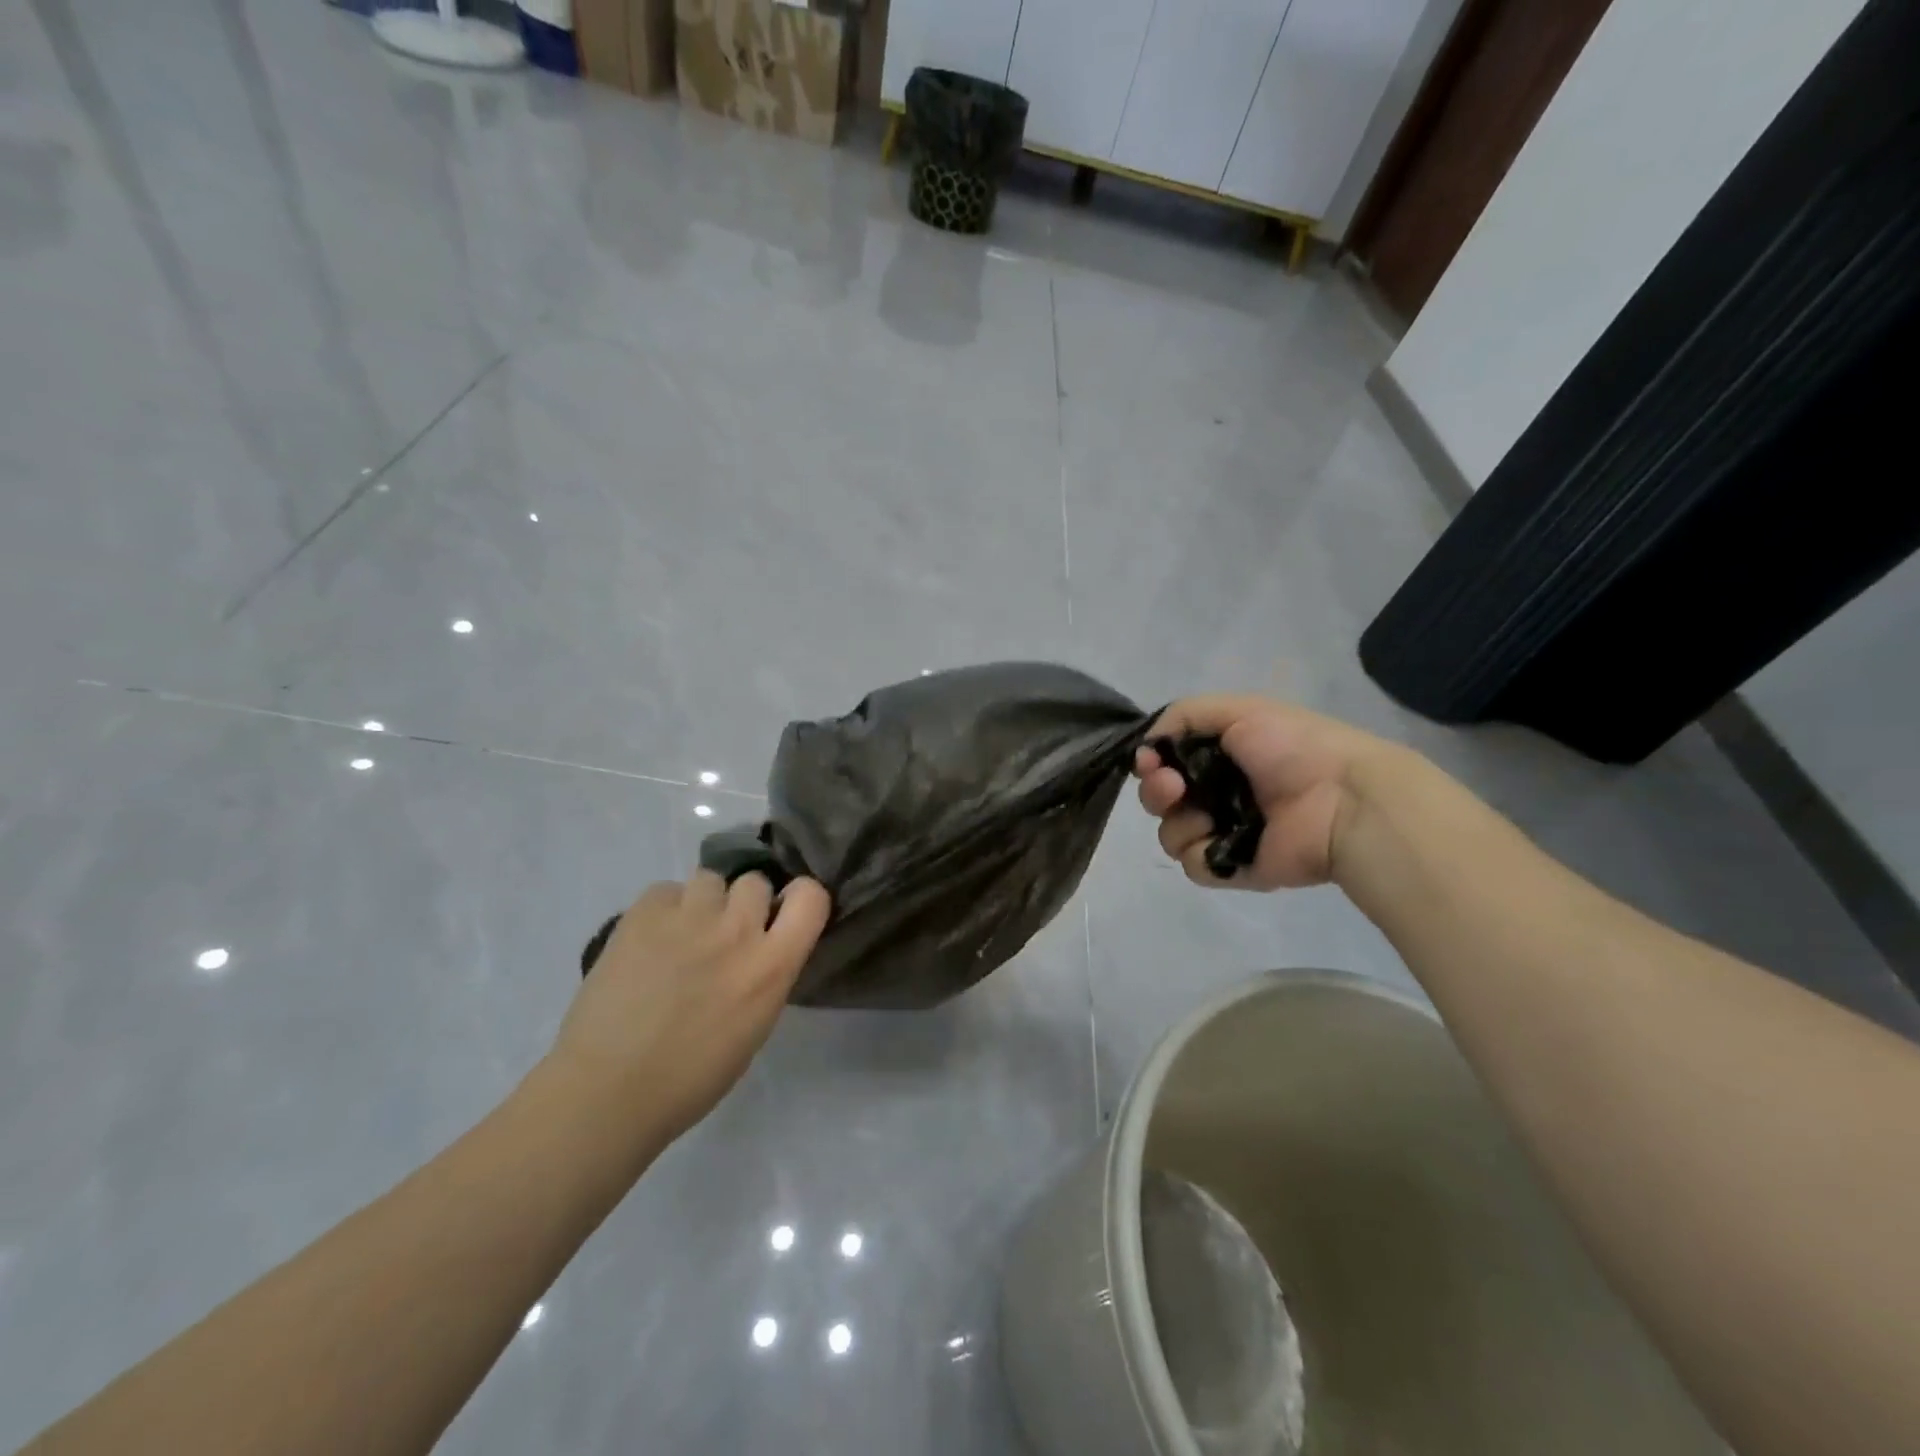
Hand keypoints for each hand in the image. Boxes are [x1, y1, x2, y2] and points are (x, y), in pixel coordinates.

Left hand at [549, 871, 830, 1142]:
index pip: (812, 896)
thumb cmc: (690, 1078)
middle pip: (756, 881)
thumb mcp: (755, 1025)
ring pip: (710, 879)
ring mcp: (690, 916)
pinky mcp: (643, 913)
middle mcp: (738, 930)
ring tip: (681, 935)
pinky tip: (648, 941)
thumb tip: (760, 948)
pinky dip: (662, 910)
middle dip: (743, 903)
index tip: (782, 914)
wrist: (607, 1091)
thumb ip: (766, 973)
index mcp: (773, 965)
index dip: (799, 897)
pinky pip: (665, 890)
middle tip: (722, 933)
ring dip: (702, 903)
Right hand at [1134, 696, 1392, 889]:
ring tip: (1207, 816)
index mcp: (1220, 756)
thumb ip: (1183, 715)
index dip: (1150, 762)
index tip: (1151, 761)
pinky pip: (1193, 866)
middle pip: (1160, 799)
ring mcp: (1224, 833)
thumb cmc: (1292, 748)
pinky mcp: (1232, 868)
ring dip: (1178, 822)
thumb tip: (1147, 746)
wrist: (1341, 799)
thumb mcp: (1238, 710)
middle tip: (1174, 787)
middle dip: (1156, 792)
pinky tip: (1221, 840)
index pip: (1166, 762)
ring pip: (1170, 834)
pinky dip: (1201, 852)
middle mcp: (1217, 794)